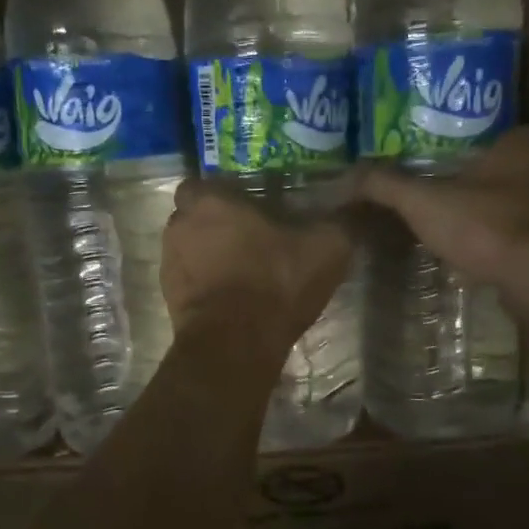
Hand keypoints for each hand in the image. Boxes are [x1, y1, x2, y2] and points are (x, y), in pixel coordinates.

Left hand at [162, 178, 350, 357]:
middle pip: (193, 216)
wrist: (235, 344)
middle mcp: (179, 226)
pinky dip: (203, 286)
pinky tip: (231, 299)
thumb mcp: (325, 249)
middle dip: (214, 225)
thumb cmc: (275, 283)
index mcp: (210, 202)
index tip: (246, 207)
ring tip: (241, 271)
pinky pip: (187, 282)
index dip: (222, 195)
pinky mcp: (169, 298)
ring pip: (188, 249)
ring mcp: (168, 264)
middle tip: (248, 239)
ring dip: (207, 256)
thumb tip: (359, 205)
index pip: (203, 184)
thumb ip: (341, 222)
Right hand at [353, 127, 528, 297]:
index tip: (434, 182)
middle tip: (443, 211)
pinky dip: (512, 245)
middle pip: (504, 174)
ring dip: (496, 220)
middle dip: (477, 191)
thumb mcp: (424, 203)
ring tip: (461, 238)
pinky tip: (489, 261)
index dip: (458, 161)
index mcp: (524, 141)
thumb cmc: (487, 226)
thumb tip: (349, 175)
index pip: (486, 141)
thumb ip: (387, 186)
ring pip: (521, 206)